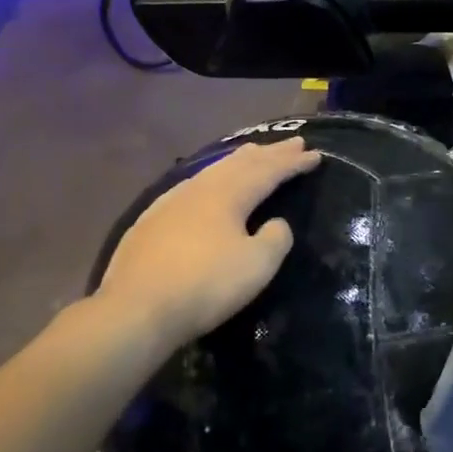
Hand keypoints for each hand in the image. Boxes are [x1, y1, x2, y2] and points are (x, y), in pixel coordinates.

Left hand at [99, 139, 321, 346]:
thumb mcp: (257, 265)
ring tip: (254, 153)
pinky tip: (206, 184)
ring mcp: (171, 202)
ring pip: (213, 171)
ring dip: (239, 161)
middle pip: (241, 163)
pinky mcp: (150, 221)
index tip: (315, 155)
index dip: (293, 163)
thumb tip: (276, 223)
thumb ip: (275, 239)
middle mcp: (200, 189)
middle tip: (293, 142)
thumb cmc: (205, 286)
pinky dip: (211, 177)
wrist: (137, 309)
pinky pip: (192, 186)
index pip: (268, 172)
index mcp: (228, 195)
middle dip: (270, 153)